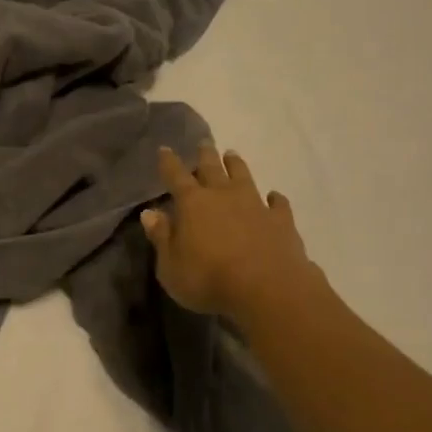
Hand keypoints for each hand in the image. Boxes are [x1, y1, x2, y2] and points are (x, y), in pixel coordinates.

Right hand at [141, 143, 314, 325]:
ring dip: (236, 165)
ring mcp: (255, 205)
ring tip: (232, 154)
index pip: (176, 175)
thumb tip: (149, 213)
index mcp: (192, 203)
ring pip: (244, 177)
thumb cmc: (209, 279)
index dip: (169, 162)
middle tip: (204, 142)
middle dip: (205, 155)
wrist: (268, 289)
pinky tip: (275, 196)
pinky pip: (278, 204)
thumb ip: (161, 238)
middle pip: (212, 168)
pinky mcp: (281, 221)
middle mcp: (223, 196)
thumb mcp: (171, 266)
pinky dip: (275, 199)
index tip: (165, 149)